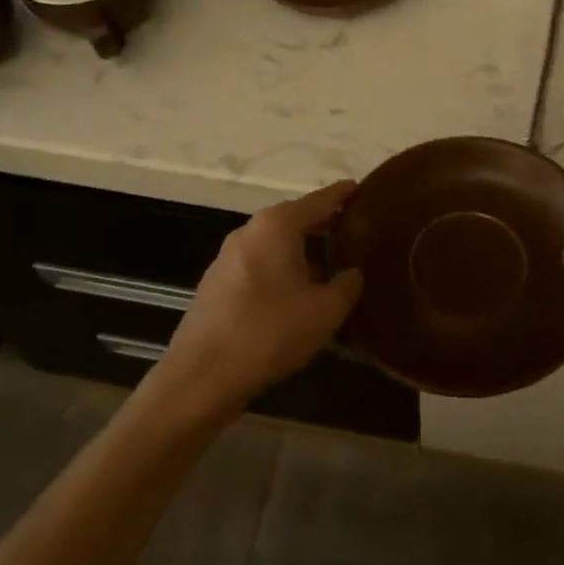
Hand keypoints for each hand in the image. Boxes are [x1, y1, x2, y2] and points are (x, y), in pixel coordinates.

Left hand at [153, 182, 363, 419]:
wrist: (202, 376)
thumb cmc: (270, 332)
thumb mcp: (325, 311)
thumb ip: (347, 285)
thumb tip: (352, 273)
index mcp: (276, 226)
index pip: (318, 201)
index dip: (342, 195)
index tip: (361, 188)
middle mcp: (249, 231)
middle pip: (294, 219)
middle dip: (322, 224)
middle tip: (353, 232)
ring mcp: (227, 257)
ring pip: (275, 244)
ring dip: (301, 251)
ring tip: (330, 266)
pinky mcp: (216, 283)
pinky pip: (259, 265)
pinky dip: (281, 269)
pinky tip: (296, 294)